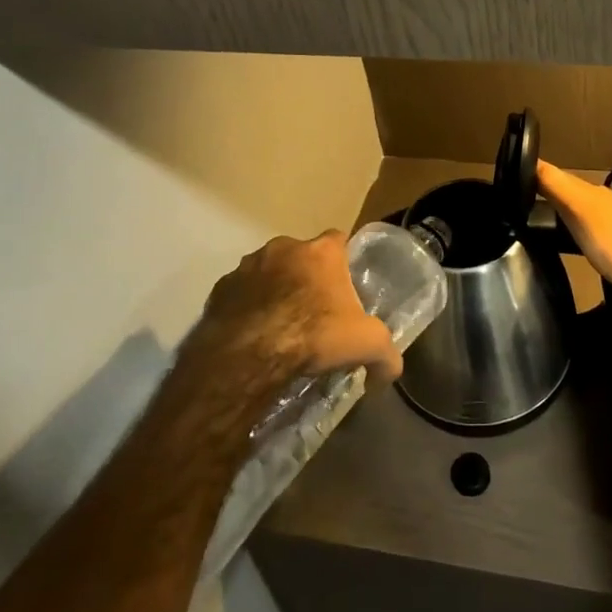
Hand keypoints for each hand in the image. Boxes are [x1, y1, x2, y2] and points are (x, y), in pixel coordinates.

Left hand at [189, 232, 401, 398]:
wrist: (249, 354)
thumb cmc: (314, 335)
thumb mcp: (366, 345)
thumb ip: (386, 355)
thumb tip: (391, 371)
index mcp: (322, 251)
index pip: (338, 240)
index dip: (342, 261)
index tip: (343, 285)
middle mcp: (284, 247)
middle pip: (301, 256)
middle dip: (306, 276)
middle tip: (313, 310)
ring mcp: (248, 265)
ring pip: (267, 272)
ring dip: (274, 290)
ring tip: (279, 326)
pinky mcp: (220, 288)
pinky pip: (240, 293)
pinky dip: (247, 307)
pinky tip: (253, 335)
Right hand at [536, 161, 611, 294]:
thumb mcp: (579, 210)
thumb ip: (556, 186)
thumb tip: (530, 160)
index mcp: (591, 191)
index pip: (558, 176)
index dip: (538, 175)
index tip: (517, 177)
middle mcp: (605, 200)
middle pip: (572, 192)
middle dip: (552, 192)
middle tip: (527, 200)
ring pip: (586, 209)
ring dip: (568, 211)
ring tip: (548, 220)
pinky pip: (597, 228)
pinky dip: (582, 228)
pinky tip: (578, 239)